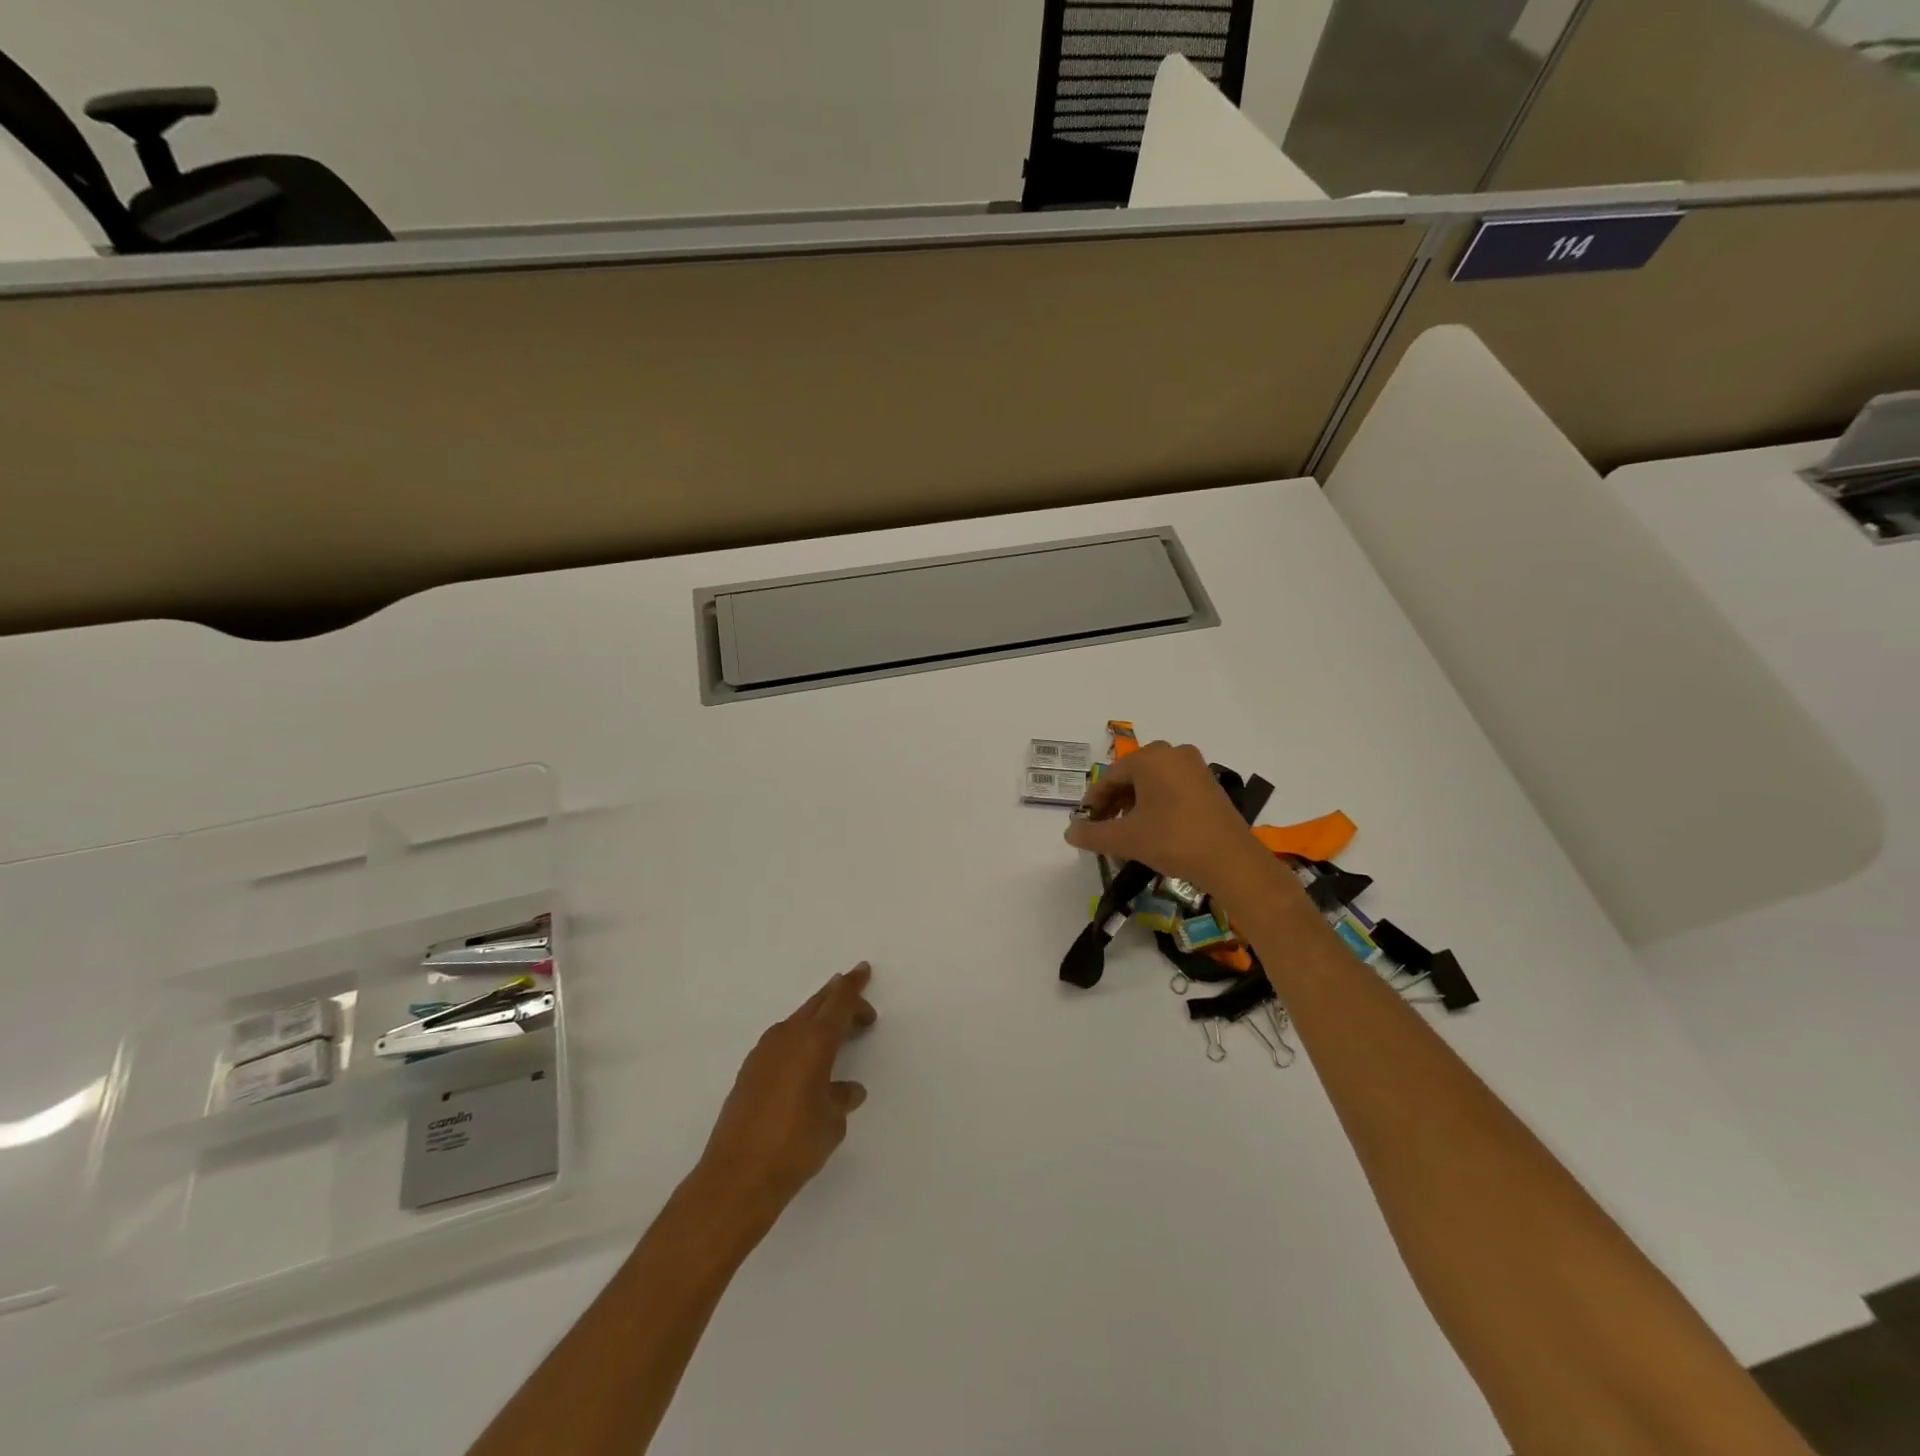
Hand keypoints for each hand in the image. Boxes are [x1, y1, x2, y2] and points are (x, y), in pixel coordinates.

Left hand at [693, 964, 877, 1227]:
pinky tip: (806, 1060)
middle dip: (838, 998)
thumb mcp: (832, 1122)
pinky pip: (782, 1041)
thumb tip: (846, 1090)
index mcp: (814, 1042)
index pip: (838, 1003)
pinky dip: (799, 1039)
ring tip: (835, 1029)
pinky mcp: (749, 1072)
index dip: (853, 986)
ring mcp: (763, 1053)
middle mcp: (787, 1038)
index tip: (863, 970)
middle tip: (857, 999)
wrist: (736, 1177)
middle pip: (817, 1005)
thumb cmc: (795, 1145)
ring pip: (797, 1022)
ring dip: (817, 1020)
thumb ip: (841, 1098)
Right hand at [1064, 741, 1275, 899]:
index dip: (1093, 801)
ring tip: (1125, 830)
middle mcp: (1172, 753)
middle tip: (1103, 827)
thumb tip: (1069, 832)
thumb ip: (1092, 833)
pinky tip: (1152, 827)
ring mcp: (1195, 767)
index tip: (1084, 823)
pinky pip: (1172, 787)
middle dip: (1114, 801)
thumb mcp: (1126, 839)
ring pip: (1152, 781)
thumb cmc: (1173, 840)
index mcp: (1150, 758)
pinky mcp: (1210, 784)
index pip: (1110, 776)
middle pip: (1131, 776)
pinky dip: (1156, 803)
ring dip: (1134, 803)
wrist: (1230, 860)